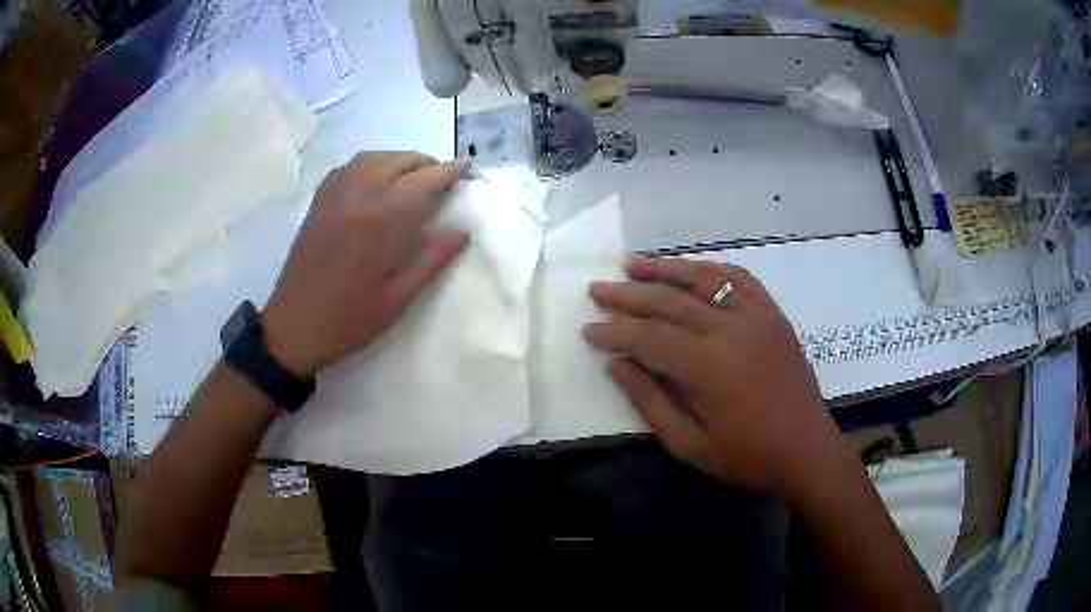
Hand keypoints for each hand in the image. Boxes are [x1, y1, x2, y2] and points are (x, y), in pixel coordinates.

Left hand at [261, 151, 468, 377]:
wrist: (294, 326)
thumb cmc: (350, 318)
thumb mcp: (399, 298)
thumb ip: (432, 260)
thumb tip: (462, 233)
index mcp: (381, 219)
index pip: (424, 180)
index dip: (450, 172)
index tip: (467, 170)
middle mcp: (358, 195)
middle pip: (401, 161)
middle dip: (428, 165)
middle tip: (443, 181)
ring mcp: (335, 194)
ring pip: (375, 158)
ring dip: (400, 161)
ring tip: (413, 178)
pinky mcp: (319, 200)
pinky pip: (351, 166)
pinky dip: (372, 165)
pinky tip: (378, 181)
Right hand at [583, 257, 850, 499]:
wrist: (807, 449)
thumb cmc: (747, 456)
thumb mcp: (690, 444)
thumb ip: (650, 401)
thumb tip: (617, 365)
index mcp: (709, 366)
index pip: (649, 337)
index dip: (615, 332)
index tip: (589, 329)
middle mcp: (731, 329)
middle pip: (669, 302)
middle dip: (628, 295)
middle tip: (596, 289)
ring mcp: (757, 316)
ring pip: (703, 279)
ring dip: (665, 269)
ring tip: (632, 263)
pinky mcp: (773, 315)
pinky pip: (739, 279)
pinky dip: (710, 270)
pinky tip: (690, 269)